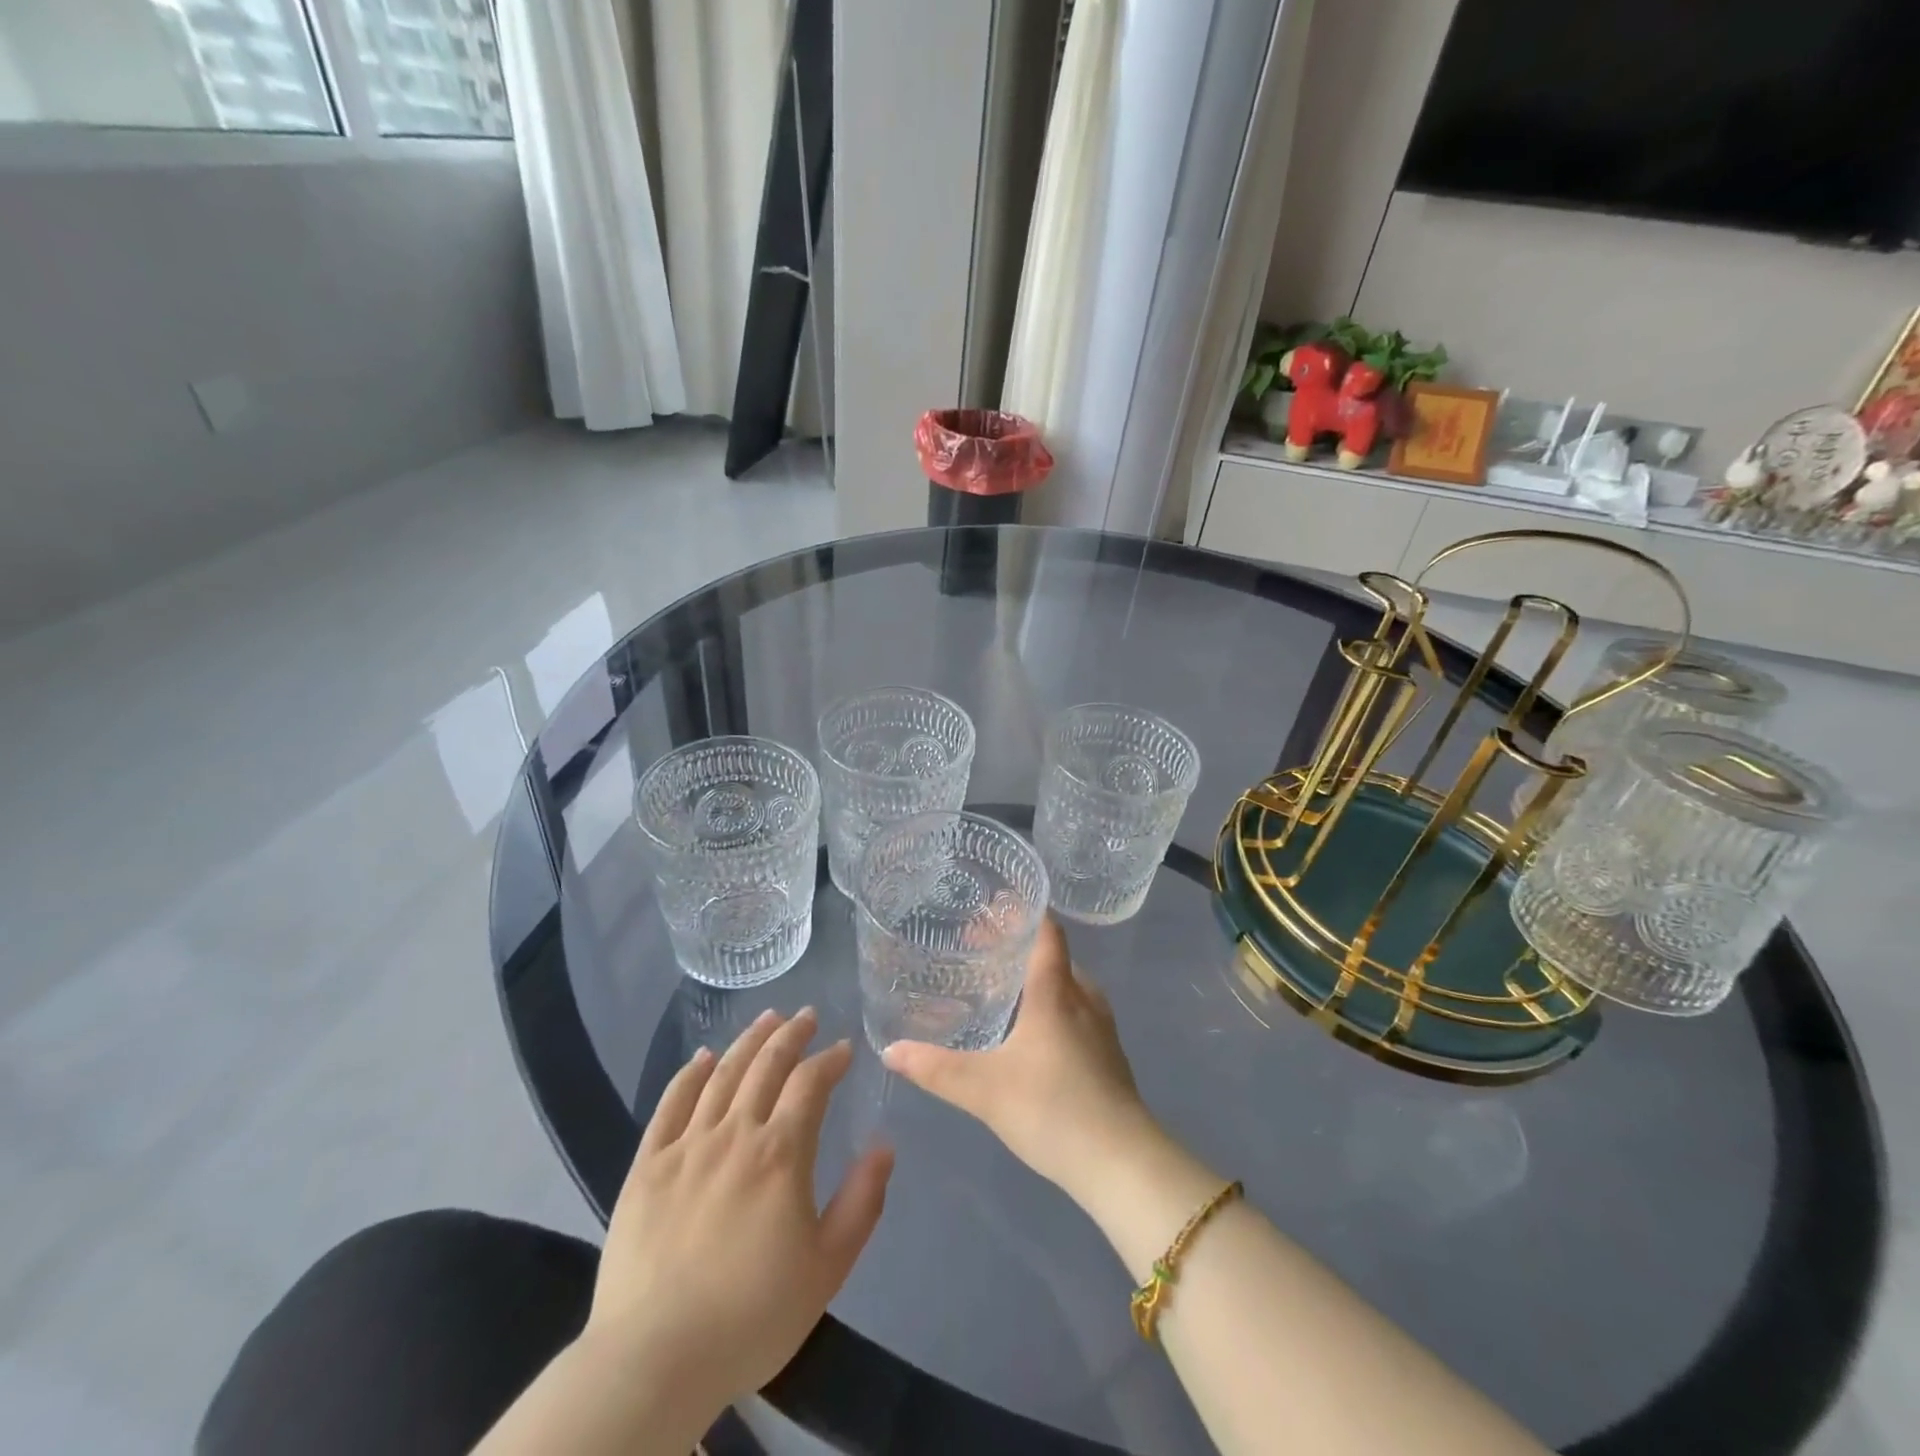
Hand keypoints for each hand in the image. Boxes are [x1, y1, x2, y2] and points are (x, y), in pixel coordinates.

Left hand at [586, 1009, 893, 1412]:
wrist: (654, 1360)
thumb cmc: (752, 1317)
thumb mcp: (827, 1267)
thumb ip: (862, 1202)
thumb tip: (884, 1145)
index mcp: (781, 1153)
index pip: (810, 1083)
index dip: (830, 1059)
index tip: (844, 1049)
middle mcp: (734, 1133)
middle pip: (766, 1065)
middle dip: (791, 1035)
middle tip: (806, 1015)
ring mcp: (686, 1146)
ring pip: (722, 1074)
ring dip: (748, 1040)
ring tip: (767, 1018)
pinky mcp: (647, 1165)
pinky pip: (670, 1105)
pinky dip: (689, 1074)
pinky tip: (702, 1057)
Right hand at [882, 918, 1153, 1200]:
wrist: (1121, 1163)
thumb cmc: (1052, 1109)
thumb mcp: (984, 1090)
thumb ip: (935, 1068)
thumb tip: (890, 1049)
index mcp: (1056, 991)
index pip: (1046, 932)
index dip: (1022, 913)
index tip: (991, 906)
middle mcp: (1083, 998)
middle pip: (1053, 956)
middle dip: (1018, 947)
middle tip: (980, 950)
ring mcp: (1101, 1027)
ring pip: (1067, 985)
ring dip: (1036, 979)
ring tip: (1002, 988)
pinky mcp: (1108, 1054)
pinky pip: (1077, 1011)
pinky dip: (1051, 1006)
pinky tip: (1031, 1033)